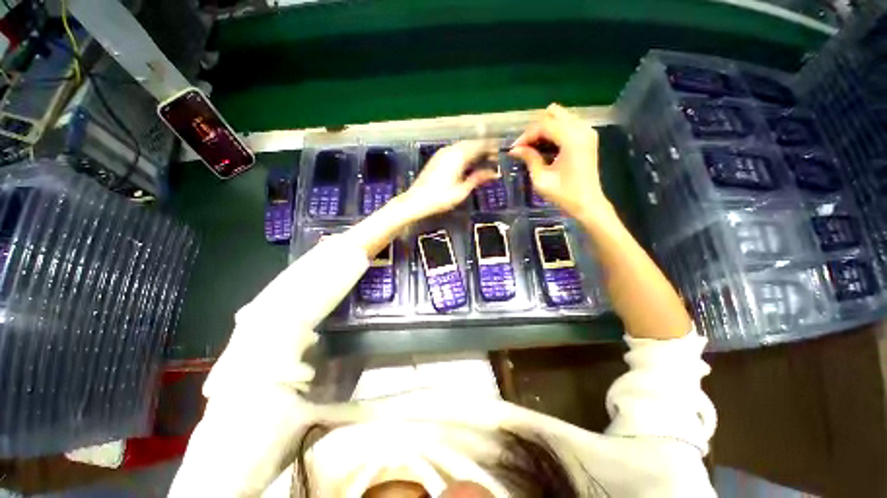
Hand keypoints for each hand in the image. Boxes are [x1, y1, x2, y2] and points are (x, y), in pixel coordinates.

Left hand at [399, 140, 498, 221]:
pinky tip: (467, 163)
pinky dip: (464, 154)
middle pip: (470, 144)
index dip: (490, 147)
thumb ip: (477, 179)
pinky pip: (454, 151)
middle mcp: (450, 151)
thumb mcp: (462, 191)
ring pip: (462, 147)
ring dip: (473, 151)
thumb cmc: (440, 198)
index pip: (479, 146)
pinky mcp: (436, 159)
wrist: (416, 201)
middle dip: (483, 148)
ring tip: (482, 161)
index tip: (499, 151)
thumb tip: (493, 173)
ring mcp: (442, 154)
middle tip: (493, 157)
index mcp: (458, 157)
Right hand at [509, 104, 608, 220]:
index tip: (514, 150)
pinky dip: (554, 133)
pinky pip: (567, 124)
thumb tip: (514, 149)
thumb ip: (529, 158)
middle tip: (525, 147)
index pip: (544, 125)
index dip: (526, 136)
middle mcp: (582, 129)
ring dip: (544, 130)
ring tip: (533, 149)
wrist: (588, 204)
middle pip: (553, 114)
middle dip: (535, 129)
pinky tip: (546, 148)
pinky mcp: (588, 137)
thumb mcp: (541, 179)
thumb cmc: (564, 194)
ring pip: (560, 117)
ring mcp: (588, 131)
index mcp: (572, 139)